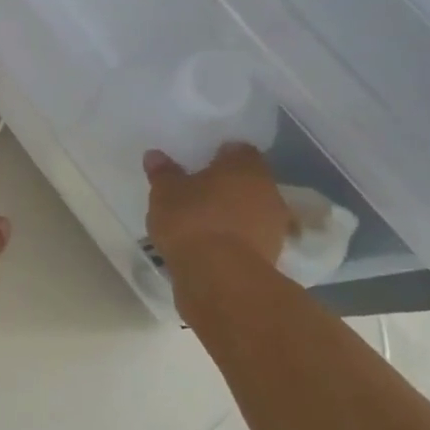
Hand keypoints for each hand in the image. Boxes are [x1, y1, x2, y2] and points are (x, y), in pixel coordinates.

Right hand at [143, 144, 289, 288]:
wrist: (221, 279)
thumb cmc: (193, 222)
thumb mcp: (165, 193)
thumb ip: (163, 173)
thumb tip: (155, 155)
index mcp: (245, 167)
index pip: (238, 150)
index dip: (221, 155)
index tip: (202, 164)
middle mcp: (267, 191)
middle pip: (248, 181)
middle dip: (228, 186)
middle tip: (200, 193)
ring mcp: (274, 227)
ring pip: (251, 211)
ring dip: (234, 215)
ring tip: (204, 223)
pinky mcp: (271, 257)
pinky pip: (250, 239)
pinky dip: (235, 240)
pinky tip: (213, 247)